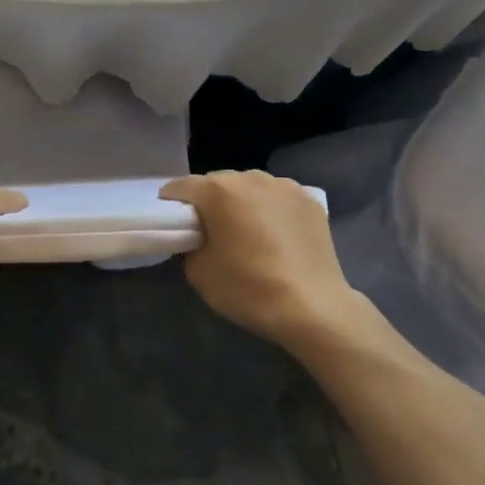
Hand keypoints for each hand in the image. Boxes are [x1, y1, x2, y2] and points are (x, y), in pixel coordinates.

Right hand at [160, 171, 384, 355]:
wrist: (313, 307)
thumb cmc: (248, 288)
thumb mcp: (199, 273)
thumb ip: (190, 245)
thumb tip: (199, 238)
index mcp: (218, 190)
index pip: (180, 187)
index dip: (171, 205)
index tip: (173, 225)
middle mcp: (251, 177)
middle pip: (217, 183)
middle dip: (209, 203)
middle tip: (210, 232)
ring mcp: (285, 186)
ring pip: (250, 188)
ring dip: (242, 204)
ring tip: (247, 233)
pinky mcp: (310, 200)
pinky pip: (278, 199)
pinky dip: (271, 211)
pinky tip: (276, 237)